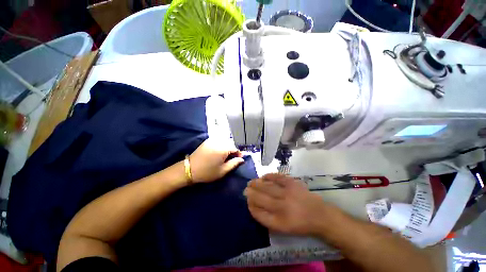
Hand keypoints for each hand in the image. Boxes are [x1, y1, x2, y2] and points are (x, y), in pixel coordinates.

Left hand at [189, 139, 244, 182]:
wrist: (189, 169)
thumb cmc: (207, 172)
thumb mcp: (223, 170)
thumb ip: (234, 163)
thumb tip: (242, 159)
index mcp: (223, 149)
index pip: (235, 148)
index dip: (239, 154)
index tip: (239, 159)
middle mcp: (218, 142)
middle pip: (230, 144)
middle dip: (233, 150)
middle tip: (232, 158)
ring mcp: (212, 140)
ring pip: (225, 141)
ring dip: (227, 147)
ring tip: (226, 156)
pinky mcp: (207, 141)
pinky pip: (218, 141)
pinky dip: (221, 145)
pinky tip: (219, 152)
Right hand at [244, 174, 327, 234]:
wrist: (319, 215)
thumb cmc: (299, 223)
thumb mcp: (283, 228)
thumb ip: (267, 219)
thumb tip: (253, 206)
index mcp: (280, 222)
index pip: (259, 213)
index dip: (251, 206)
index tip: (247, 201)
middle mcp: (283, 207)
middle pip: (262, 198)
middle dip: (251, 193)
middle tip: (245, 189)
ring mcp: (288, 194)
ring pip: (267, 187)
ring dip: (257, 184)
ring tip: (251, 182)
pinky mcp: (293, 184)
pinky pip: (277, 178)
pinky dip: (269, 176)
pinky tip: (263, 177)